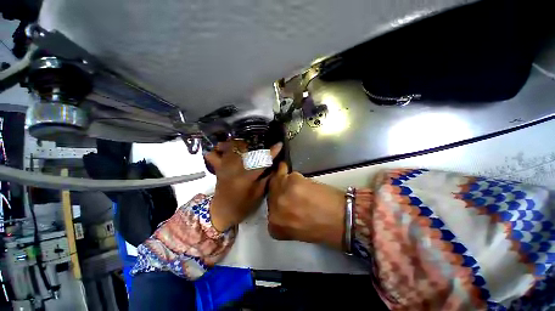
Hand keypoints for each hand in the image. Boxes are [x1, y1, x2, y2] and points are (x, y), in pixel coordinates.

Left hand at [205, 140, 282, 231]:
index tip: (279, 144)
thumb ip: (266, 179)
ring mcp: (224, 166)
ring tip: (244, 145)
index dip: (272, 152)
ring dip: (238, 143)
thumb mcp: (258, 194)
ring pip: (230, 148)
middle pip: (245, 149)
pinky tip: (225, 149)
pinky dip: (218, 149)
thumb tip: (273, 167)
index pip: (262, 161)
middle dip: (253, 144)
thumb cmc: (242, 205)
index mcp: (247, 176)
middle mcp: (235, 168)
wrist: (221, 212)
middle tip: (260, 145)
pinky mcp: (218, 168)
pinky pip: (213, 154)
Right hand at [267, 162, 345, 249]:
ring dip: (282, 178)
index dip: (276, 203)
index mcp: (276, 224)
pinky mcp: (293, 181)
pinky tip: (296, 174)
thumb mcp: (297, 229)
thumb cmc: (322, 229)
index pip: (269, 211)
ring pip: (276, 180)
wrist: (342, 218)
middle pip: (270, 192)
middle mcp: (275, 208)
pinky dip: (289, 172)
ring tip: (290, 178)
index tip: (282, 199)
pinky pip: (286, 172)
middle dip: (277, 188)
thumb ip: (285, 219)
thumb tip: (283, 205)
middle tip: (284, 185)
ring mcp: (283, 193)